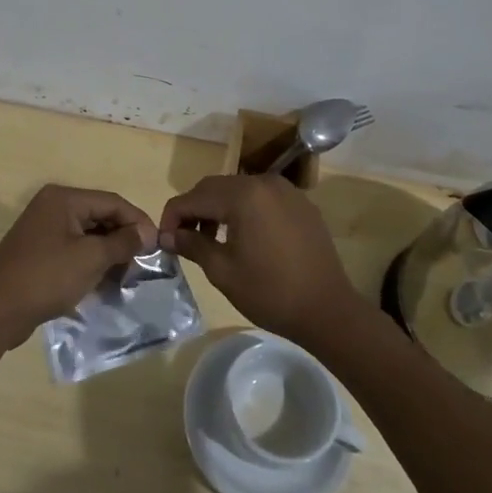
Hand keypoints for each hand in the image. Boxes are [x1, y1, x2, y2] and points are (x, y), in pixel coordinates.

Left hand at [0, 185, 157, 347]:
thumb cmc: (46, 277)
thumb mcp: (90, 259)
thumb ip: (122, 242)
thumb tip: (146, 232)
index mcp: (63, 199)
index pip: (112, 202)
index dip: (137, 222)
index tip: (159, 245)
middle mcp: (52, 207)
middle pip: (100, 216)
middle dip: (123, 238)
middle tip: (145, 263)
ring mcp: (43, 230)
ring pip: (88, 235)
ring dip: (109, 253)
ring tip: (128, 276)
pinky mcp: (39, 253)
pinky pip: (74, 250)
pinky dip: (91, 263)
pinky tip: (105, 282)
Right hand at [159, 175, 365, 346]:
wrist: (328, 310)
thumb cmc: (271, 292)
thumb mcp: (223, 271)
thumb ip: (192, 246)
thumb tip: (168, 236)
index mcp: (243, 196)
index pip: (194, 197)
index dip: (172, 216)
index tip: (163, 240)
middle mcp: (263, 182)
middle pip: (215, 187)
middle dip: (194, 209)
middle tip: (183, 239)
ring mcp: (285, 190)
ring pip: (238, 190)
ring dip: (218, 209)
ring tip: (210, 239)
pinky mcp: (300, 203)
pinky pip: (261, 198)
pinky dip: (243, 210)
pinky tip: (242, 237)